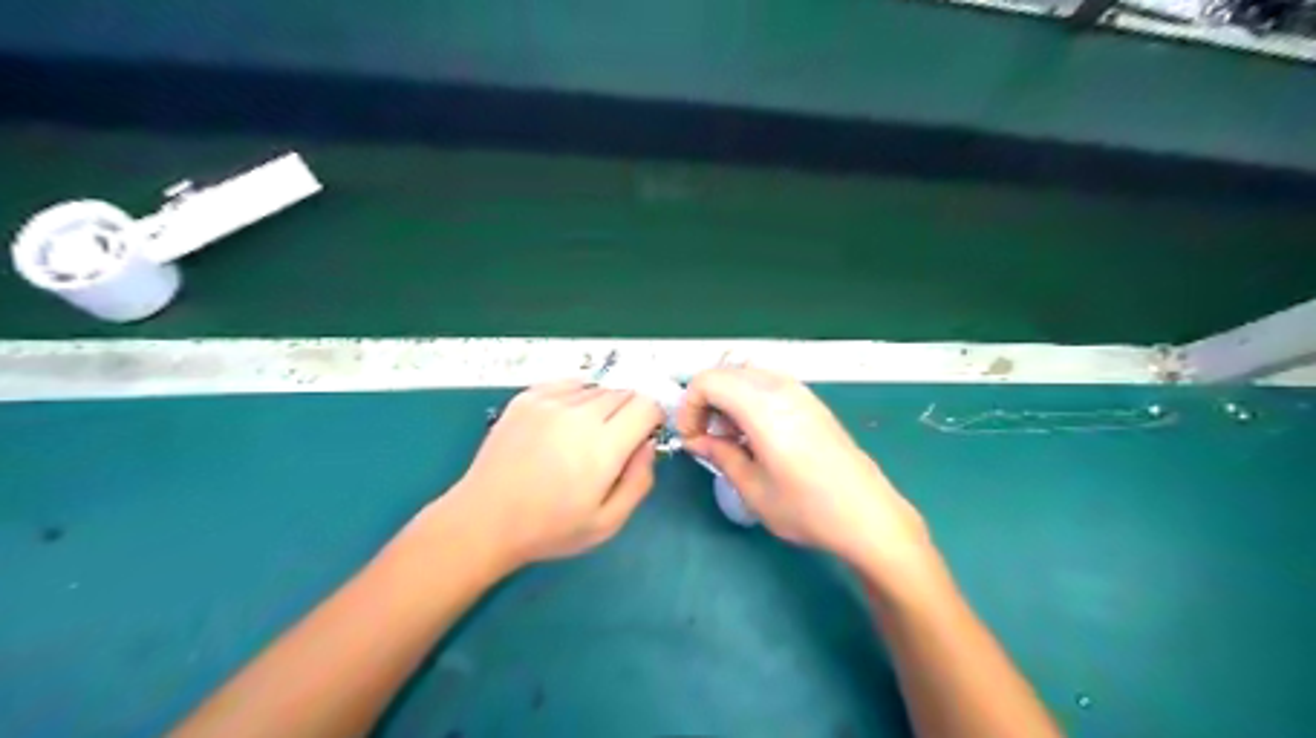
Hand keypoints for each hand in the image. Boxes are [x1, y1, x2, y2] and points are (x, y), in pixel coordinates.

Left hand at [442, 382, 669, 569]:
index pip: (646, 405)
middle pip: (624, 393)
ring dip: (602, 407)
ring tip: (582, 437)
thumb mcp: (608, 522)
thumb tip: (648, 443)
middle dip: (629, 414)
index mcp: (603, 446)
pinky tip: (565, 422)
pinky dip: (577, 397)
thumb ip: (639, 480)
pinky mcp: (527, 397)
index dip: (651, 420)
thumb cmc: (550, 528)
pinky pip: (569, 384)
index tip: (641, 438)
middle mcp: (579, 414)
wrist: (485, 519)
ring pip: (597, 388)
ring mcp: (550, 401)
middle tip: (611, 444)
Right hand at [685, 365, 927, 573]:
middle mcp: (781, 388)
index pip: (708, 381)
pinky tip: (757, 436)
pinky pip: (769, 385)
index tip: (691, 438)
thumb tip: (695, 441)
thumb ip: (719, 455)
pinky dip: (750, 400)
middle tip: (707, 439)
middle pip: (726, 373)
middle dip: (705, 401)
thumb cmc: (807, 508)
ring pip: (747, 376)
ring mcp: (801, 392)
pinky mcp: (813, 402)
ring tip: (732, 439)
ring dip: (728, 399)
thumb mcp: (753, 488)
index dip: (689, 406)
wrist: (868, 516)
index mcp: (762, 406)